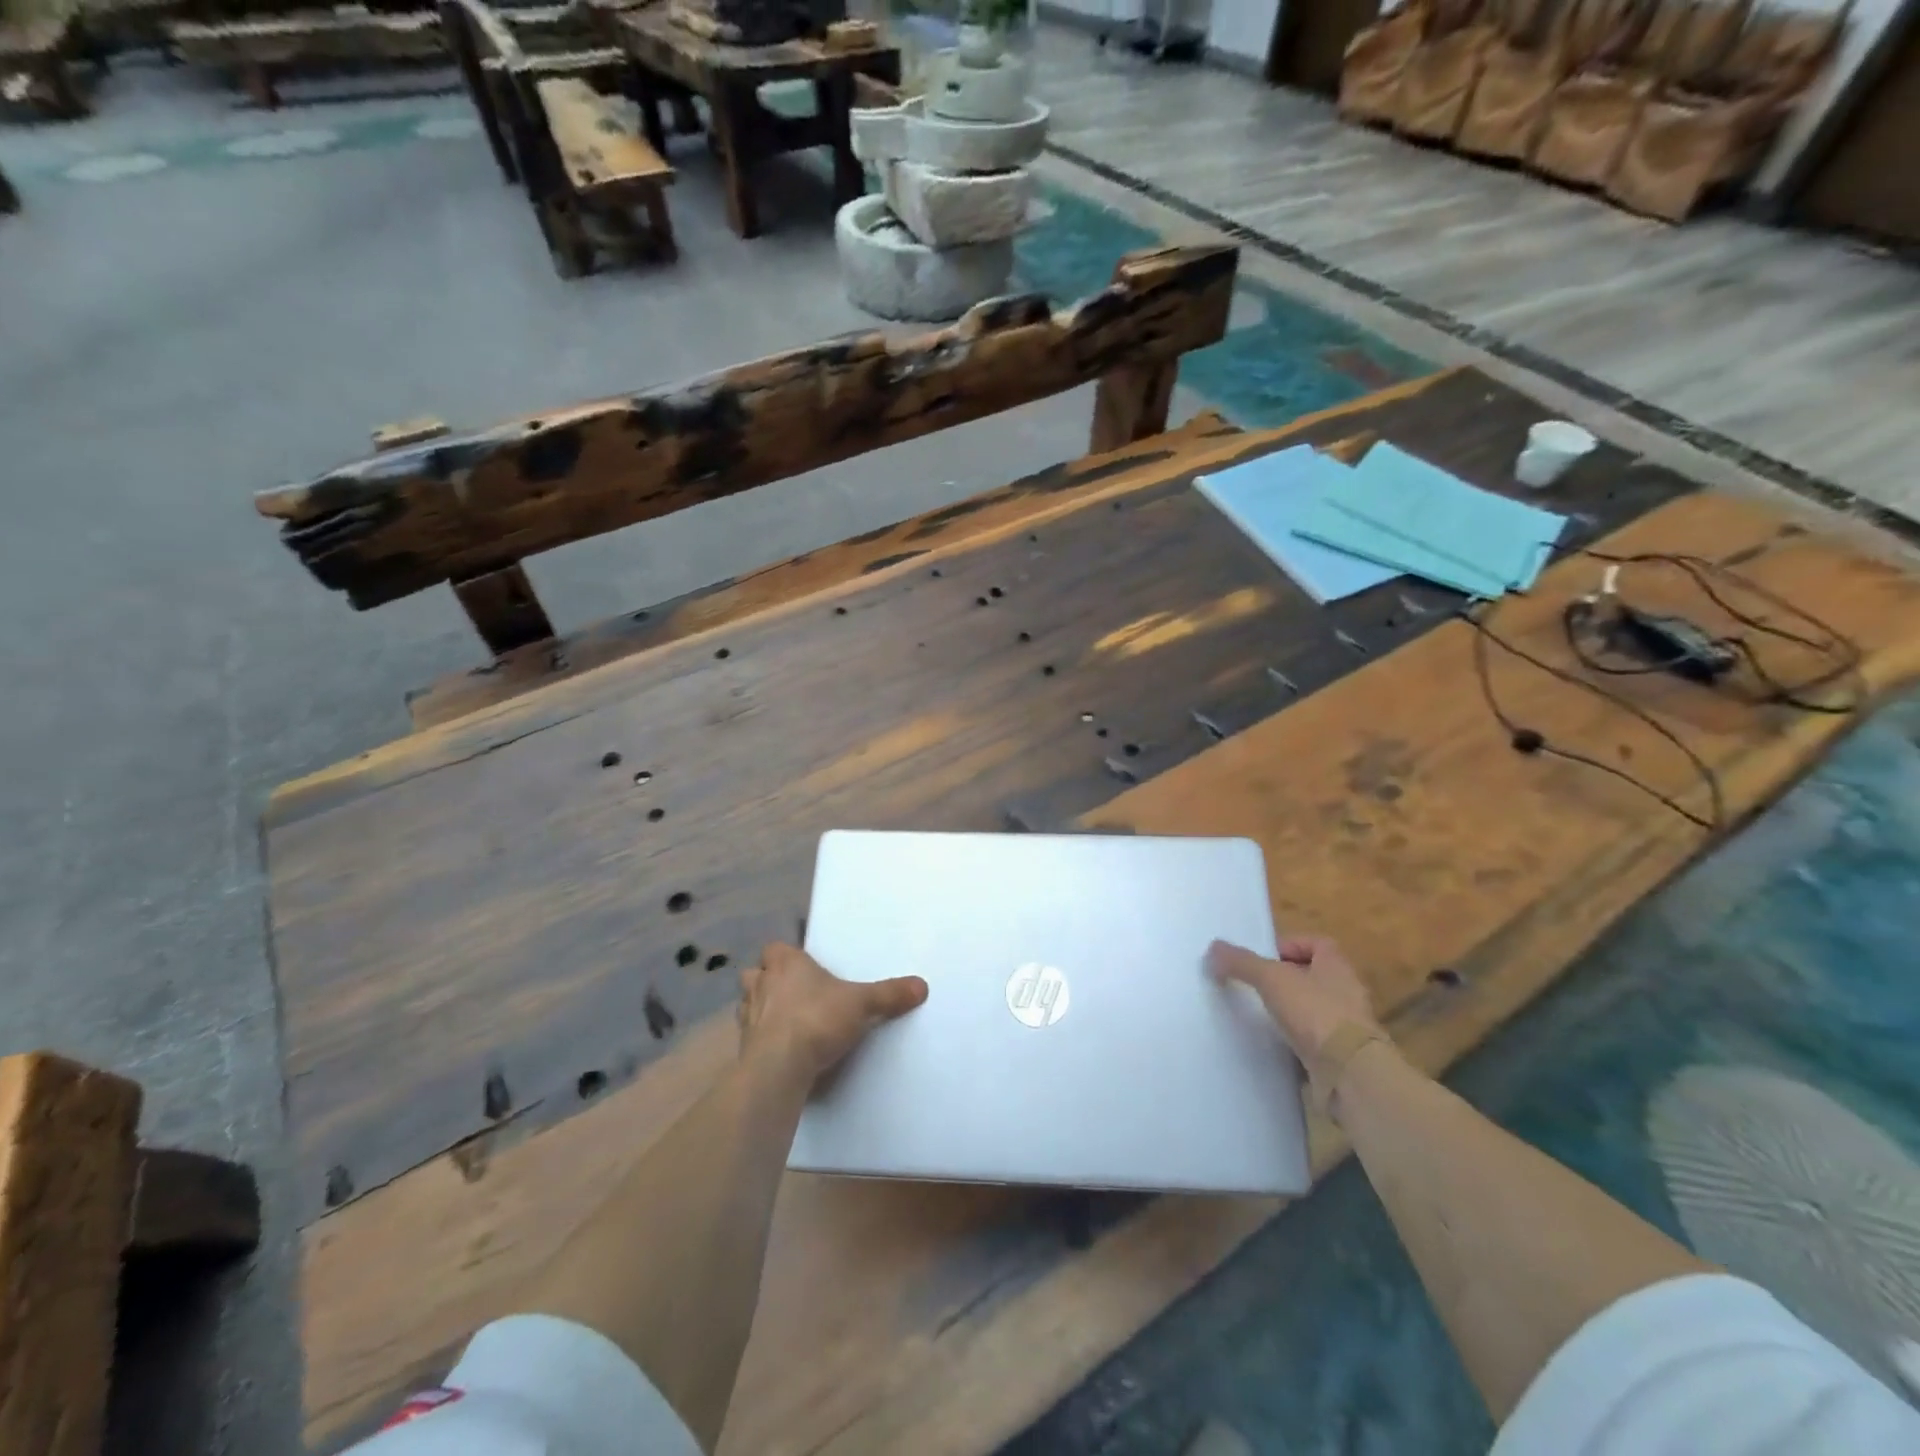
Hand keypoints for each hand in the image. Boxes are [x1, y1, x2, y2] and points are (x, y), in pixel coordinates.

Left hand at [737, 942, 927, 1086]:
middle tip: (791, 991)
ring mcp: (748, 1017)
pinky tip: (780, 1049)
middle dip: (767, 980)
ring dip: (760, 1008)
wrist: (780, 1066)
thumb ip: (889, 995)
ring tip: (783, 1020)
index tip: (802, 964)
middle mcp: (762, 984)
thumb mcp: (862, 1004)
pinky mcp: (744, 1047)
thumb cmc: (818, 1019)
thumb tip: (922, 986)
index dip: (785, 955)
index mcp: (786, 964)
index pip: (775, 948)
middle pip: (755, 973)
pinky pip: (750, 1036)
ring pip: (747, 1003)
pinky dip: (761, 1039)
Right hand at [1208, 936, 1384, 1087]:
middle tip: (1256, 985)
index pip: (1317, 943)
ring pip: (1314, 1008)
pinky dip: (1296, 1039)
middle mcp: (1347, 991)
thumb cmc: (1315, 1012)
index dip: (1290, 945)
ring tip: (1260, 1015)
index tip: (1264, 957)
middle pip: (1313, 976)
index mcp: (1337, 965)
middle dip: (1286, 979)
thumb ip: (1242, 962)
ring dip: (1291, 1010)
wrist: (1350, 1072)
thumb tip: (1213, 948)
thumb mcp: (1271, 979)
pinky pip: (1315, 1039)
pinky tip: (1275, 1043)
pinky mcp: (1342, 1055)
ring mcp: (1348, 1026)